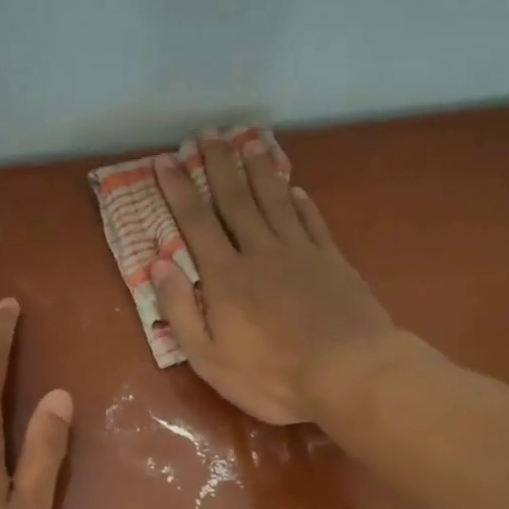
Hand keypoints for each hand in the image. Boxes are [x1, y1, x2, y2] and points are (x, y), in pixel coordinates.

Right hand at [152, 131, 401, 425]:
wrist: (350, 374)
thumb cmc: (272, 376)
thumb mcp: (210, 358)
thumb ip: (180, 309)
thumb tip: (157, 263)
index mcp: (226, 277)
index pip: (196, 223)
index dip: (179, 190)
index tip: (165, 160)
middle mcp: (260, 252)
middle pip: (236, 200)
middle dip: (219, 165)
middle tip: (209, 133)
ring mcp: (301, 253)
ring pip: (275, 201)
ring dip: (259, 170)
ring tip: (249, 141)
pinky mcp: (332, 261)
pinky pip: (312, 222)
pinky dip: (301, 202)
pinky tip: (294, 188)